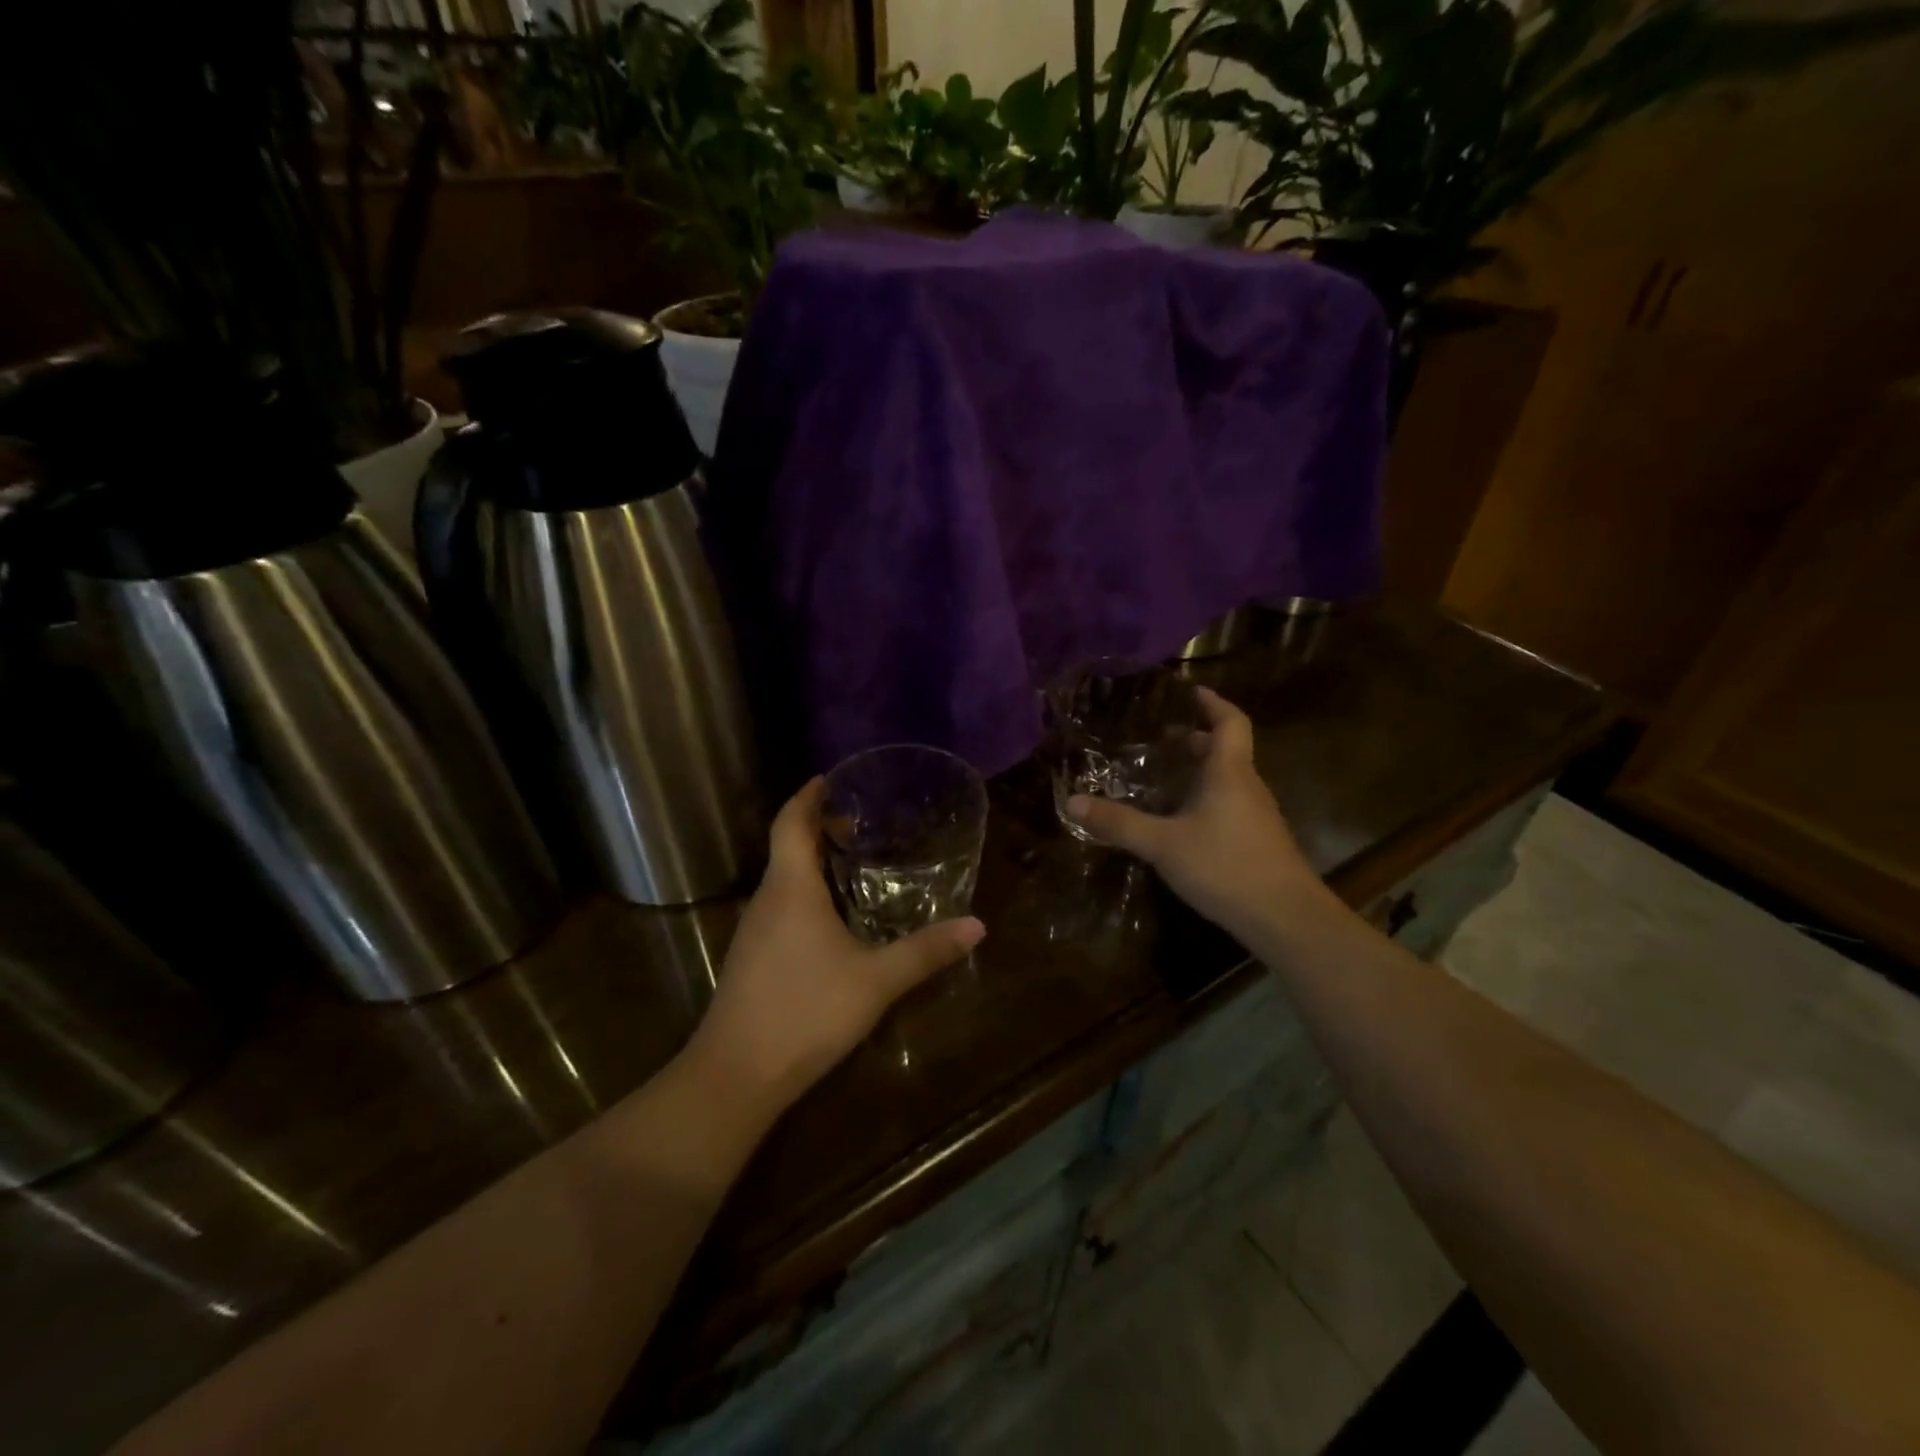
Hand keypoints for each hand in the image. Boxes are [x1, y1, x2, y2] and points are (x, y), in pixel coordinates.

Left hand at [685, 778, 984, 1119]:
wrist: (736, 1075)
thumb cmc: (806, 1012)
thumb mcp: (876, 981)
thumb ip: (926, 951)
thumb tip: (977, 926)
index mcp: (791, 888)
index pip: (792, 822)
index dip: (809, 796)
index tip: (832, 778)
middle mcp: (767, 899)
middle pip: (787, 846)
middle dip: (819, 827)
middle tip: (861, 822)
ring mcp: (754, 930)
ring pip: (782, 878)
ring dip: (811, 861)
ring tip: (853, 861)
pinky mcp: (751, 958)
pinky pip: (779, 905)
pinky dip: (805, 892)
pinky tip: (833, 918)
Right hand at [1067, 688, 1327, 944]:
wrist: (1285, 918)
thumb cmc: (1226, 867)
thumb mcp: (1163, 845)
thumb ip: (1119, 823)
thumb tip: (1072, 801)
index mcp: (1229, 773)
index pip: (1230, 721)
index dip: (1213, 702)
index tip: (1190, 692)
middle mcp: (1247, 786)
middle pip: (1227, 750)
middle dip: (1197, 739)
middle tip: (1163, 738)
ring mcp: (1257, 815)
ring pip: (1228, 780)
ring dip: (1201, 770)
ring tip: (1165, 777)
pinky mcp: (1258, 841)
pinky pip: (1230, 804)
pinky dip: (1207, 798)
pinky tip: (1182, 822)